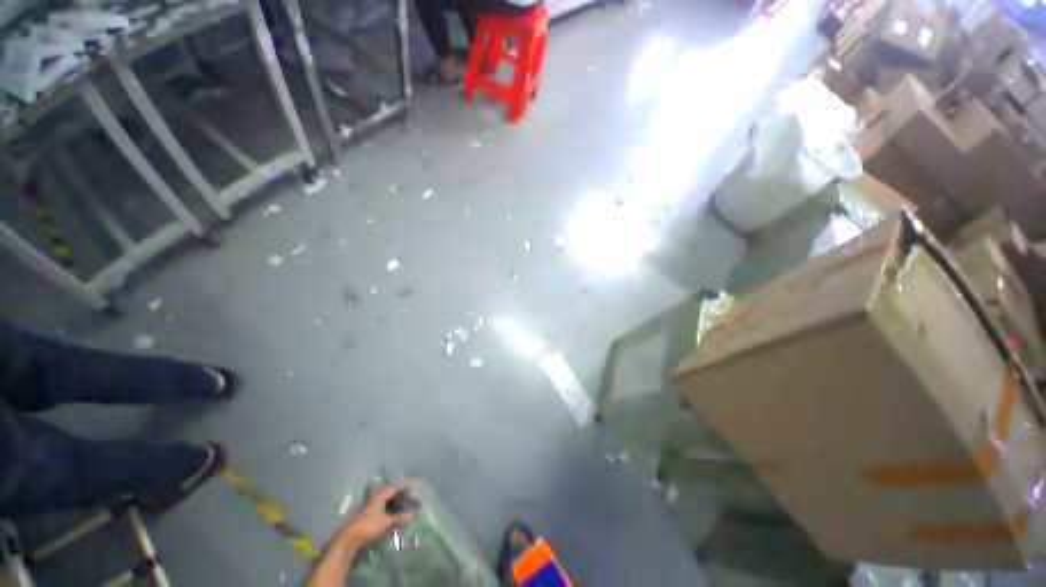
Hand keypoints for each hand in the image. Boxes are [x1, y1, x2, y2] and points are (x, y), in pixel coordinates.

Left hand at [340, 482, 415, 546]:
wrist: (349, 539)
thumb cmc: (369, 527)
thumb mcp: (387, 522)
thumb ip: (399, 518)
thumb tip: (413, 514)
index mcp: (380, 497)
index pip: (393, 488)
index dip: (403, 487)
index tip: (411, 486)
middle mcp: (374, 500)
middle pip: (388, 493)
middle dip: (398, 493)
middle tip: (407, 494)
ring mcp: (369, 508)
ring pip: (383, 501)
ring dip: (392, 501)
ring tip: (401, 503)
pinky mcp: (367, 517)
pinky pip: (380, 508)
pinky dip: (387, 508)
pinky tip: (390, 513)